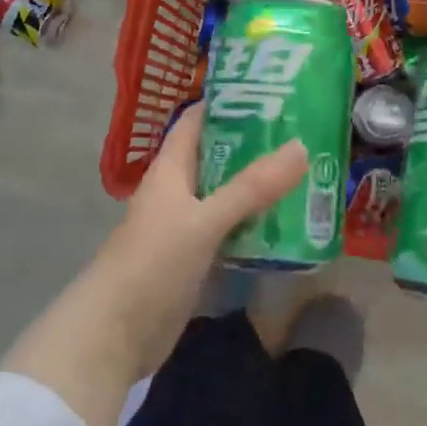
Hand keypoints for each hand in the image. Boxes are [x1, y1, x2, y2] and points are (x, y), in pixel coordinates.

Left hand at [94, 103, 307, 373]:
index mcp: (169, 171)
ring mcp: (185, 228)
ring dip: (260, 188)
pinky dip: (256, 226)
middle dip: (256, 147)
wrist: (116, 333)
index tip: (274, 92)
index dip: (229, 104)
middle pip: (217, 158)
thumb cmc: (153, 264)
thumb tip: (301, 146)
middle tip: (306, 134)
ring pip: (227, 197)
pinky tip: (290, 225)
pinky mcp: (195, 261)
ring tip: (310, 174)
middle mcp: (177, 193)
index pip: (196, 122)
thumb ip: (251, 187)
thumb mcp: (204, 220)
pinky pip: (230, 233)